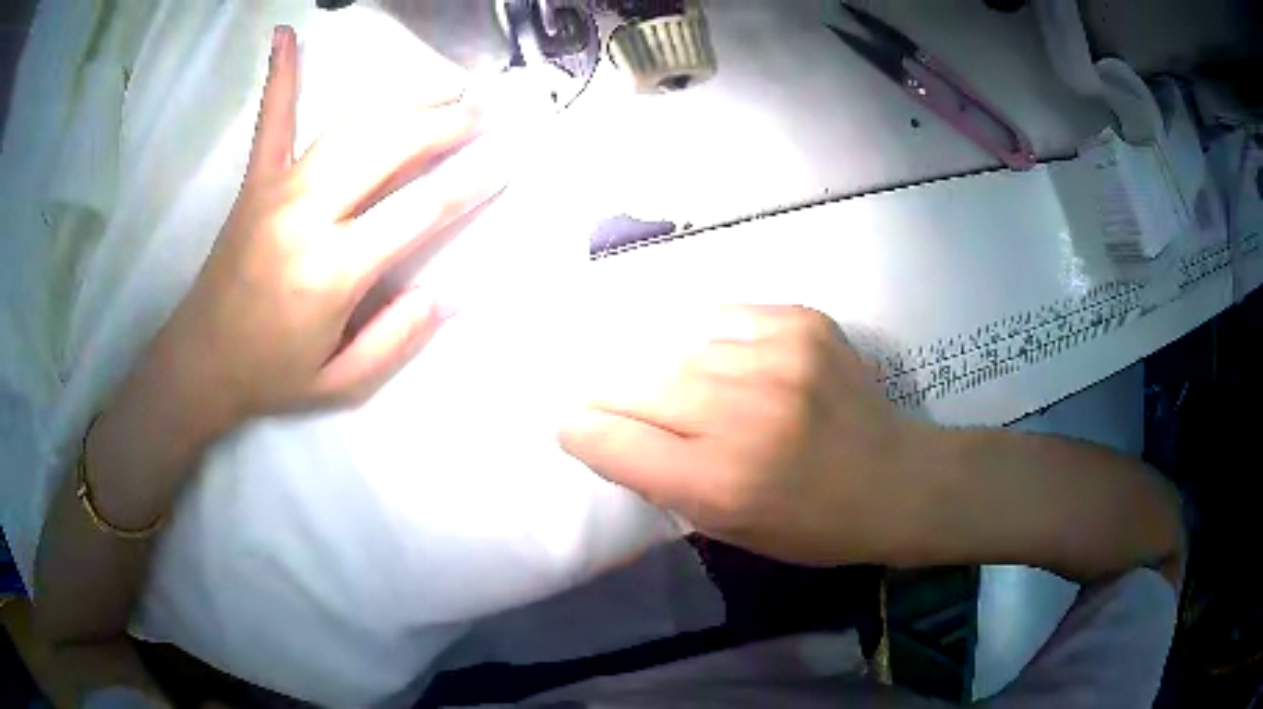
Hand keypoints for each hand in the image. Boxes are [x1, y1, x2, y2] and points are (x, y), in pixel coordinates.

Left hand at [154, 26, 495, 426]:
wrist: (201, 362)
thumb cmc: (272, 375)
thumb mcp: (340, 383)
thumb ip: (396, 339)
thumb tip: (449, 293)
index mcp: (332, 271)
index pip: (419, 210)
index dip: (471, 182)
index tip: (506, 160)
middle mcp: (307, 215)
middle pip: (390, 147)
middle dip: (445, 123)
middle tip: (484, 111)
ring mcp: (277, 189)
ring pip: (351, 124)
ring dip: (403, 95)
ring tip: (444, 82)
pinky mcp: (255, 181)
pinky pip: (271, 120)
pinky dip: (281, 75)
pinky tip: (285, 35)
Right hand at [560, 305, 928, 566]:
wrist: (896, 479)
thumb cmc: (811, 524)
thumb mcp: (728, 530)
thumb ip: (664, 482)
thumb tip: (613, 432)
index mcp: (720, 482)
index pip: (615, 442)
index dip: (582, 430)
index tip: (573, 424)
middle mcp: (742, 415)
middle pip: (637, 385)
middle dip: (612, 394)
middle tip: (609, 396)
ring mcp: (776, 359)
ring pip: (678, 350)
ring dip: (664, 368)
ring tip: (676, 383)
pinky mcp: (801, 323)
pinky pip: (724, 318)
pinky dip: (709, 338)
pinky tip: (720, 358)